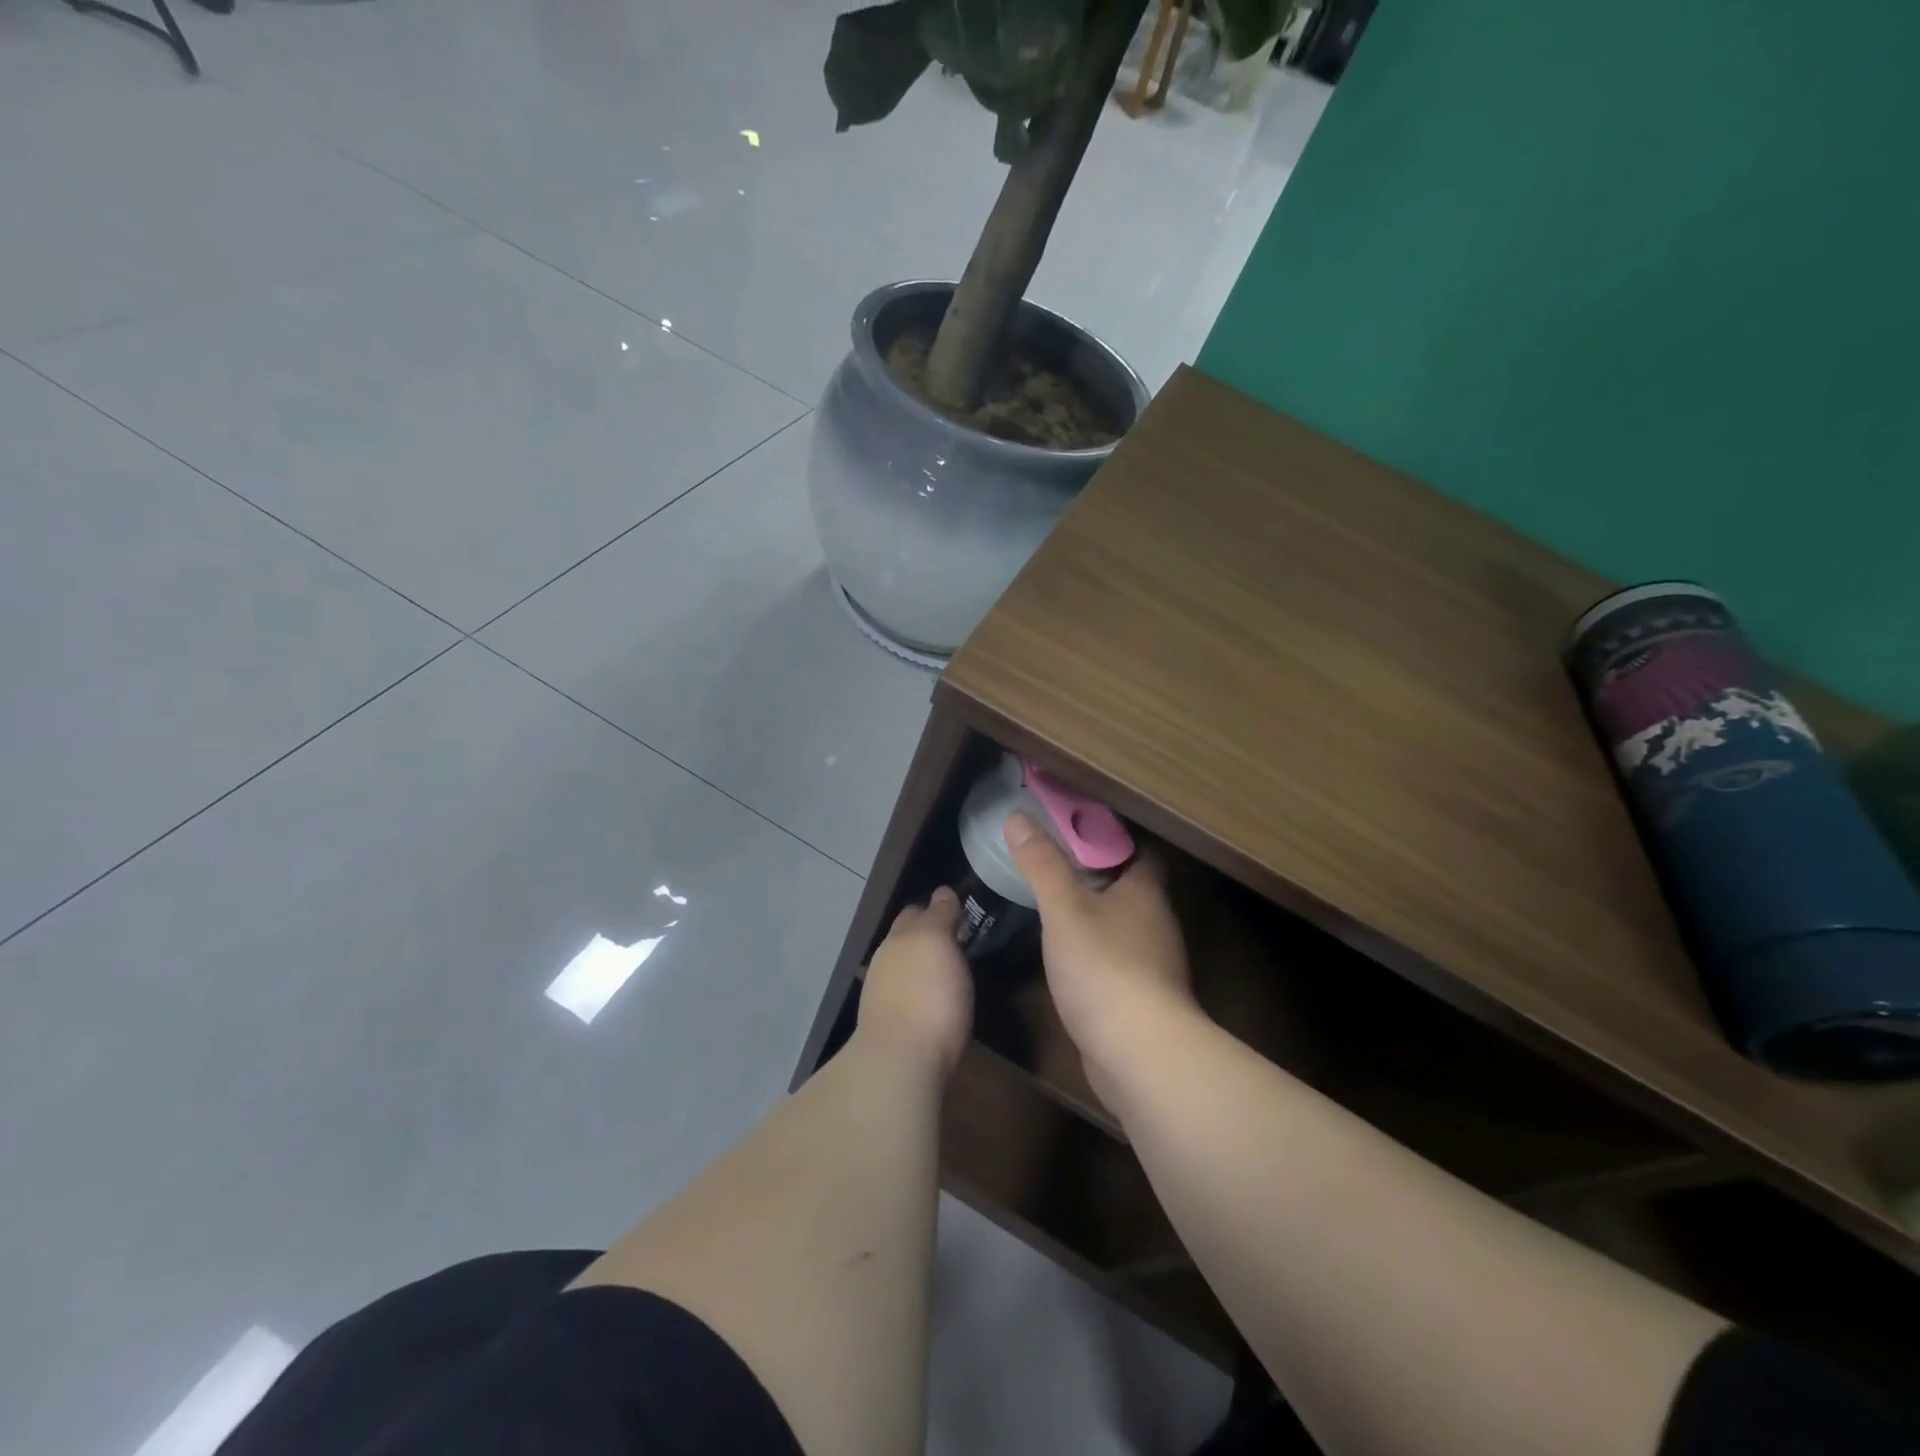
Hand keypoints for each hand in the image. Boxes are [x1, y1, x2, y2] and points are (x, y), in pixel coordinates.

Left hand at [857, 888, 973, 1074]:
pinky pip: (906, 999)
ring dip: (920, 967)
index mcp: (898, 938)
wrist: (901, 1062)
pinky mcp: (890, 1030)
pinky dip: (918, 994)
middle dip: (924, 936)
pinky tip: (931, 1003)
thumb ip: (939, 915)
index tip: (957, 911)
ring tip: (946, 971)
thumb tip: (942, 892)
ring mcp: (883, 998)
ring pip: (903, 970)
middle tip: (956, 939)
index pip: (915, 912)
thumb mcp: (939, 942)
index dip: (935, 908)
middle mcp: (885, 963)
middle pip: (905, 940)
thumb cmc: (927, 994)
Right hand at [1004, 813, 1197, 1081]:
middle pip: (1131, 887)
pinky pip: (1117, 960)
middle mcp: (1157, 923)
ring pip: (1123, 925)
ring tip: (1055, 904)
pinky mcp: (1141, 998)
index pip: (1141, 851)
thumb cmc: (1104, 967)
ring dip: (1096, 913)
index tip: (1077, 827)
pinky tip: (1067, 956)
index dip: (1114, 836)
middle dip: (1098, 874)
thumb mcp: (1064, 909)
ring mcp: (1153, 964)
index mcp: (1146, 893)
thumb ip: (1042, 865)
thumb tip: (1018, 817)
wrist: (1139, 1053)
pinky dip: (1095, 951)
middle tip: (1056, 862)